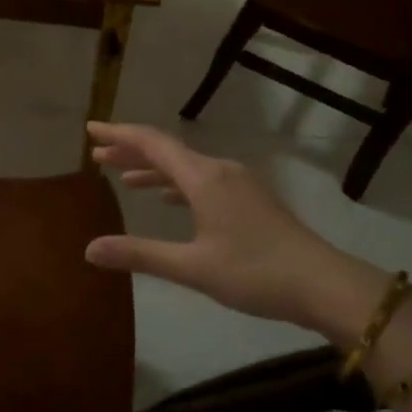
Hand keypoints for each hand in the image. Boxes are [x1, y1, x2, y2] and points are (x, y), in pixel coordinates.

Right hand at [83, 122, 388, 343]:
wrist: (322, 283)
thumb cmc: (254, 272)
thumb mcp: (192, 267)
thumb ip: (140, 254)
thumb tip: (89, 249)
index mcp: (204, 178)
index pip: (152, 144)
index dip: (119, 134)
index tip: (91, 128)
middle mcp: (220, 170)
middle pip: (168, 151)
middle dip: (131, 151)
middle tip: (98, 154)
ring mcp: (240, 183)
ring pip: (187, 166)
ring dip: (154, 169)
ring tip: (123, 177)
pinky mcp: (251, 199)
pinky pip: (204, 180)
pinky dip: (178, 184)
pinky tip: (170, 198)